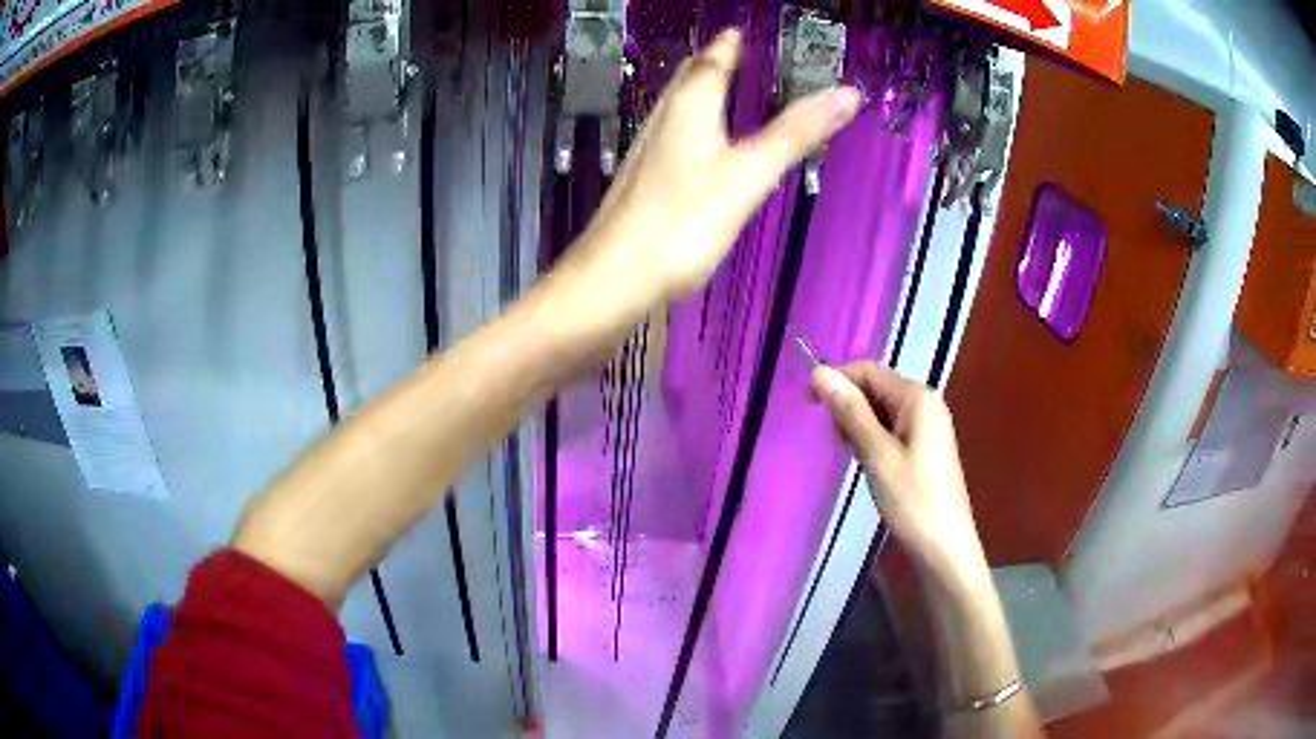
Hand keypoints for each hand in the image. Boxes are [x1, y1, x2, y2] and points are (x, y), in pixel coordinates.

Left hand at [586, 28, 861, 300]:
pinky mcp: (642, 181)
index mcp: (690, 107)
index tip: (740, 31)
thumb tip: (847, 94)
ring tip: (724, 92)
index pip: (712, 61)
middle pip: (688, 79)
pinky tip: (702, 148)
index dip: (728, 44)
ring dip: (701, 92)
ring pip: (677, 107)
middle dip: (712, 63)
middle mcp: (664, 119)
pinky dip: (694, 126)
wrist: (616, 277)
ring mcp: (648, 150)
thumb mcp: (750, 174)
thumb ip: (797, 133)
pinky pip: (673, 137)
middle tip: (735, 55)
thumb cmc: (685, 221)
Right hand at [812, 362, 988, 583]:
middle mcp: (925, 404)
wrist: (944, 547)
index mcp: (917, 398)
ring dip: (859, 425)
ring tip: (853, 456)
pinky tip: (867, 463)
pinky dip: (872, 440)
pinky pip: (891, 430)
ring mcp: (927, 426)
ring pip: (881, 411)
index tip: (807, 403)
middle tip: (836, 441)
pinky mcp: (924, 448)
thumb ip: (850, 411)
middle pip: (876, 388)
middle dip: (849, 406)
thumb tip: (820, 372)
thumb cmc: (912, 499)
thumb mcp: (877, 454)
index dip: (837, 380)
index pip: (869, 371)